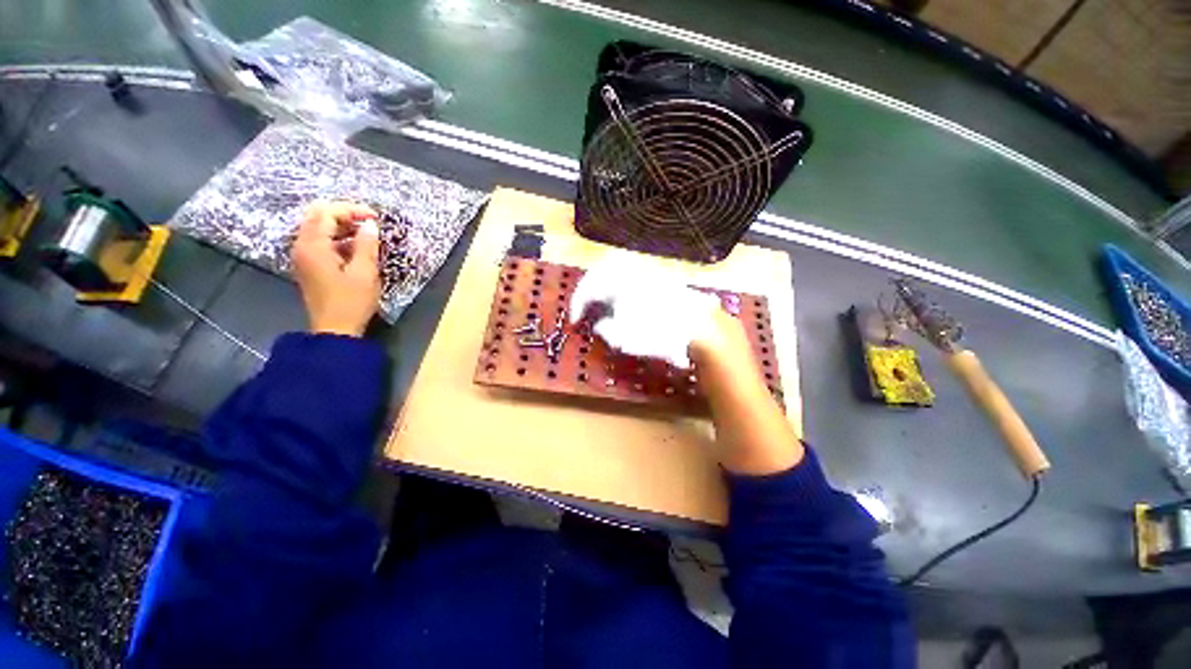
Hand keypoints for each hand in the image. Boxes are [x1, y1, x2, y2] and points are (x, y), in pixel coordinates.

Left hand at [292, 201, 381, 336]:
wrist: (335, 330)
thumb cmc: (351, 302)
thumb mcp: (365, 272)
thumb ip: (367, 245)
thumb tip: (370, 224)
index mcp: (313, 246)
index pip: (326, 212)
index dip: (351, 210)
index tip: (375, 217)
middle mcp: (302, 246)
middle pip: (318, 216)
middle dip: (344, 214)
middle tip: (370, 222)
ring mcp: (303, 256)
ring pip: (318, 228)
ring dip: (342, 226)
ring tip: (367, 234)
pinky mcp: (309, 266)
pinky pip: (320, 242)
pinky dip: (338, 239)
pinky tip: (357, 248)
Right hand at [569, 253, 739, 367]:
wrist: (704, 330)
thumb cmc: (662, 336)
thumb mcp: (626, 339)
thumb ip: (606, 329)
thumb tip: (599, 323)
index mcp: (621, 282)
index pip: (590, 285)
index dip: (578, 302)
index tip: (574, 320)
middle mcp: (635, 273)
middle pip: (603, 271)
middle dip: (590, 289)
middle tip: (587, 306)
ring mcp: (652, 275)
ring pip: (621, 273)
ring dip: (608, 288)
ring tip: (606, 307)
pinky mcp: (666, 282)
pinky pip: (637, 280)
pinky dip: (625, 290)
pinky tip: (630, 306)